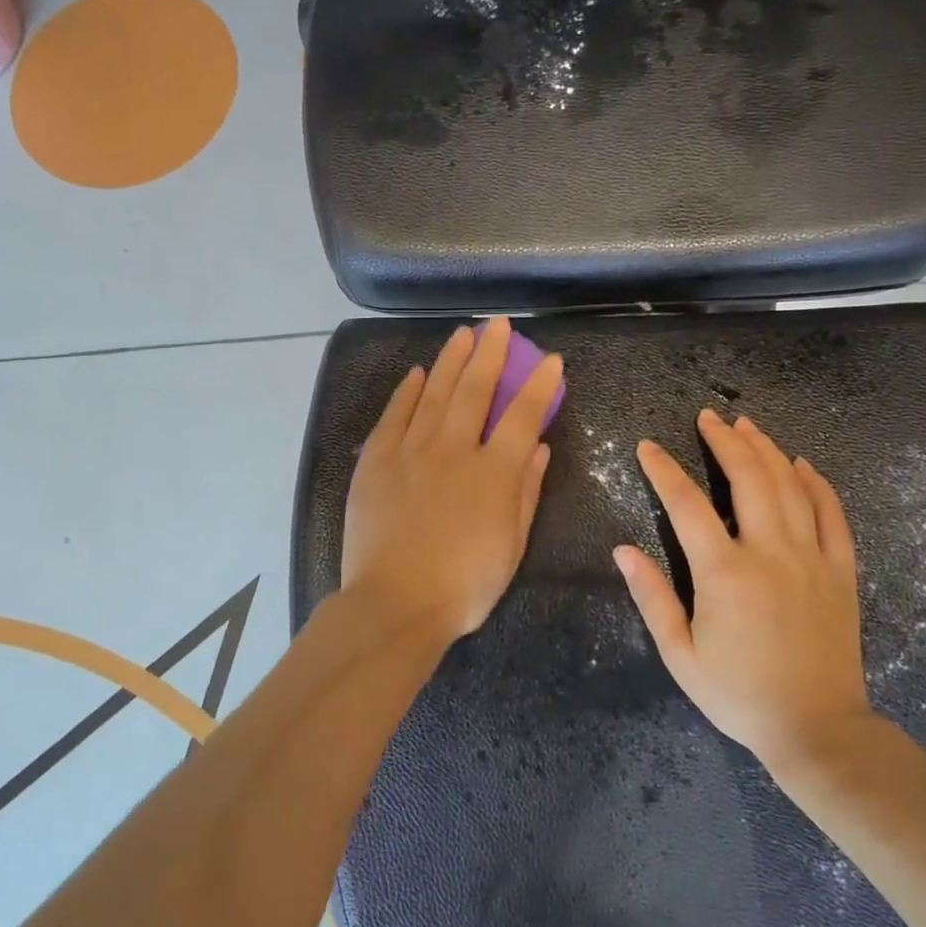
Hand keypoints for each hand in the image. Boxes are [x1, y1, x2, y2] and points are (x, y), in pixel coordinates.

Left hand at [341, 318, 562, 642]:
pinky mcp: (376, 460)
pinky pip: (394, 415)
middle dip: (491, 353)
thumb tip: (537, 446)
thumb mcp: (511, 545)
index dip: (538, 385)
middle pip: (475, 390)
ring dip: (452, 360)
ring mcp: (411, 451)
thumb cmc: (463, 585)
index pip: (522, 415)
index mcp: (493, 472)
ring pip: (435, 393)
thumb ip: (525, 491)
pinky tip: (418, 373)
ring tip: (463, 334)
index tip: (549, 359)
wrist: (395, 602)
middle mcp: (454, 450)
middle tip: (498, 324)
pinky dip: (408, 391)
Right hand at [614, 409, 874, 776]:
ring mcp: (811, 558)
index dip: (663, 470)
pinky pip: (833, 515)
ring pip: (790, 486)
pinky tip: (802, 464)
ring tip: (747, 426)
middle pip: (748, 478)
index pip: (686, 504)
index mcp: (724, 572)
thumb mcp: (680, 655)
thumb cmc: (738, 694)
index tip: (647, 447)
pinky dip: (817, 483)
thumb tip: (623, 551)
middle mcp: (770, 552)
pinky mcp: (840, 571)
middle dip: (724, 442)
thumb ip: (652, 597)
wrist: (817, 729)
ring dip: (767, 450)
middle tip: (708, 418)